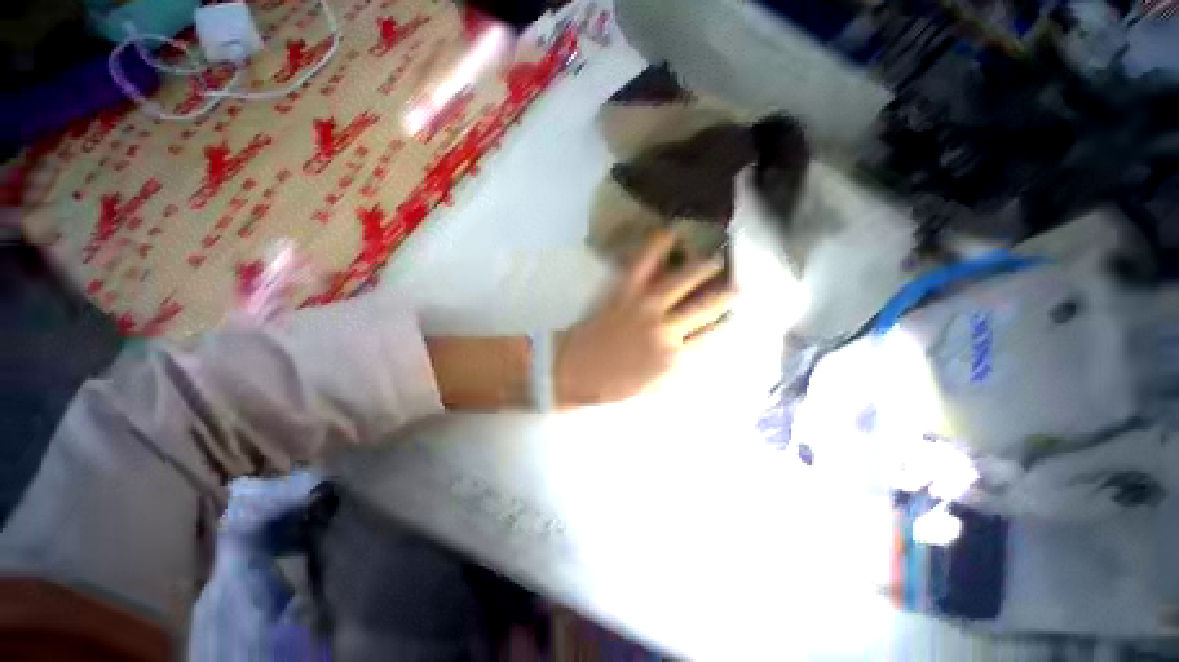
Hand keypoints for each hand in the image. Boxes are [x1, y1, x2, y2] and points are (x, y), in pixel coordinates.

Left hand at [555, 231, 735, 405]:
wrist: (573, 373)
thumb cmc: (611, 386)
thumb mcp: (652, 388)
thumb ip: (678, 370)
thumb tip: (697, 352)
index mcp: (675, 358)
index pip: (713, 335)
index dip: (727, 322)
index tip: (735, 313)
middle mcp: (667, 329)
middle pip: (708, 305)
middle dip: (727, 292)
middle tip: (738, 282)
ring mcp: (646, 307)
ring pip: (685, 280)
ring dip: (705, 267)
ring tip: (717, 258)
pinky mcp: (624, 293)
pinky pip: (643, 264)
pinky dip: (657, 246)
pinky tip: (671, 233)